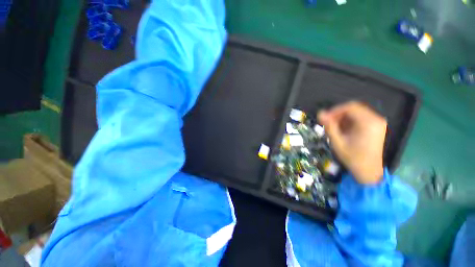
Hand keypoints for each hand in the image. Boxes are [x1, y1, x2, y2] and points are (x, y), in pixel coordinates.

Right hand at [318, 101, 385, 183]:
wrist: (368, 171)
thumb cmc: (352, 157)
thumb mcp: (337, 142)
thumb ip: (329, 126)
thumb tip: (320, 113)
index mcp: (368, 122)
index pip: (349, 107)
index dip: (334, 111)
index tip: (324, 119)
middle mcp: (376, 119)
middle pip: (353, 108)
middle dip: (338, 114)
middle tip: (327, 123)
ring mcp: (377, 122)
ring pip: (356, 112)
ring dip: (342, 118)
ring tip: (334, 128)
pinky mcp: (376, 126)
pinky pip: (360, 118)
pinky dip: (349, 121)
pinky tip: (342, 130)